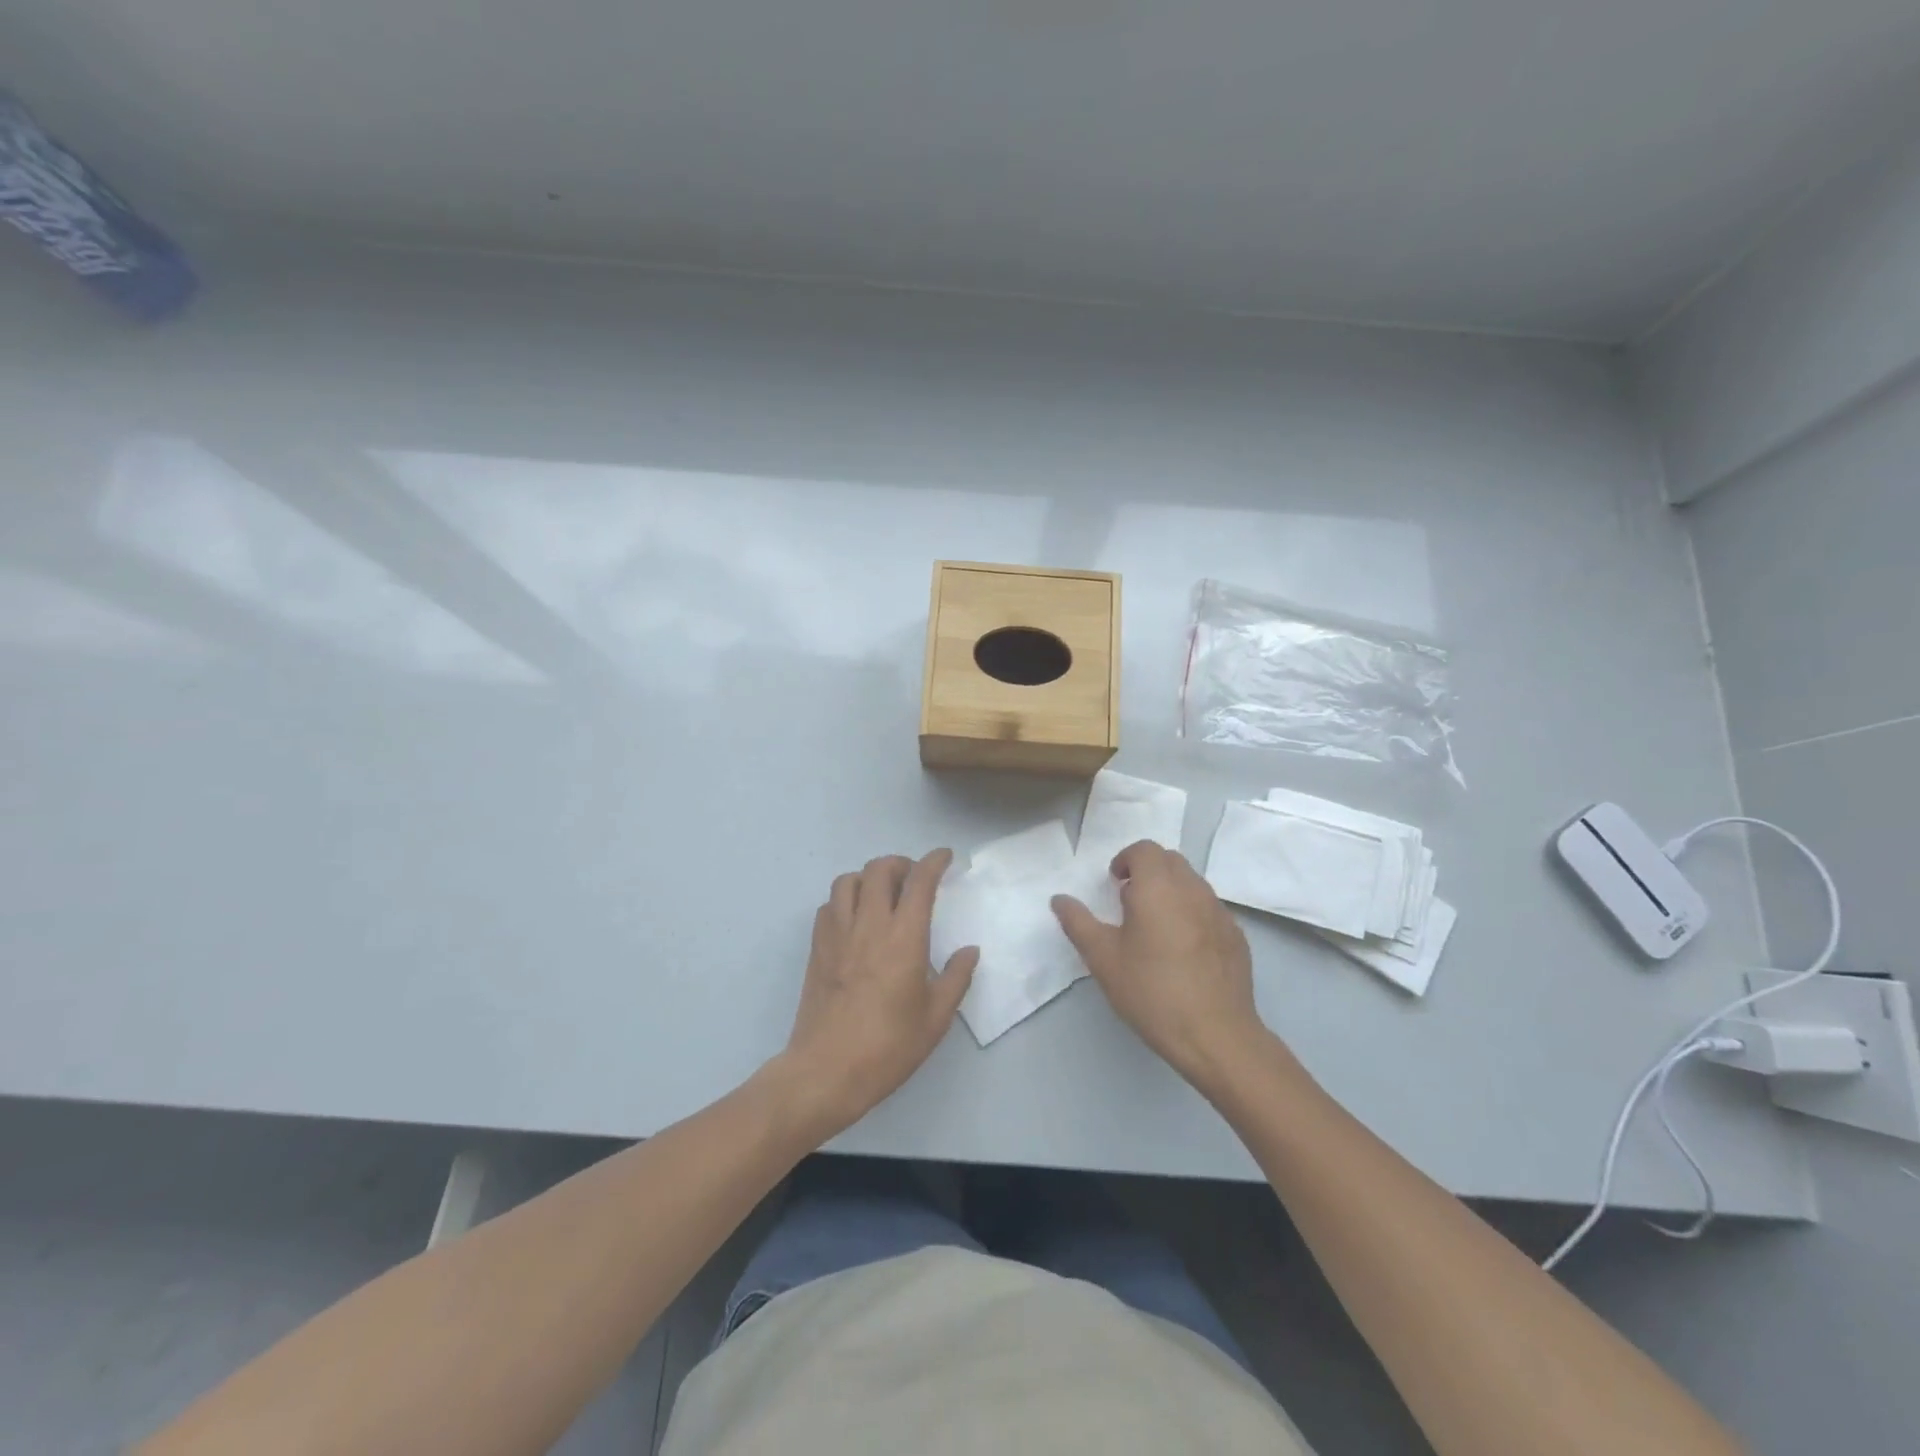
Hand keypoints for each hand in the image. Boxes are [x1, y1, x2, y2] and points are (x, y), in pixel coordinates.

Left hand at [776, 850, 978, 1139]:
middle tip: (914, 878)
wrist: (826, 1071)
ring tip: (882, 894)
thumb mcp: (936, 1018)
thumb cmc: (888, 1047)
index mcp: (904, 937)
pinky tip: (856, 920)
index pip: (919, 881)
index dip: (934, 861)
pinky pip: (829, 905)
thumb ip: (956, 978)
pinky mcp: (817, 948)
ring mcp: (837, 934)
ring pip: (848, 880)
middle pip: (879, 869)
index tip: (944, 857)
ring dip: (868, 877)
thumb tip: (969, 951)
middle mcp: (869, 925)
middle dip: (900, 863)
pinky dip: (845, 900)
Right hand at [1052, 840, 1275, 1089]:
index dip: (1125, 860)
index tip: (1114, 884)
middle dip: (1147, 871)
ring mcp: (1220, 912)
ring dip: (1171, 891)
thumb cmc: (1152, 991)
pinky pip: (1209, 909)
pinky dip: (1192, 913)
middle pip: (1170, 861)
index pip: (1144, 849)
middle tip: (1129, 902)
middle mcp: (1193, 889)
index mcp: (1158, 887)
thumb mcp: (1103, 958)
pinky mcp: (1236, 936)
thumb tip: (1060, 899)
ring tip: (1155, 928)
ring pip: (1192, 883)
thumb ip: (1078, 923)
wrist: (1216, 1035)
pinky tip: (1183, 951)